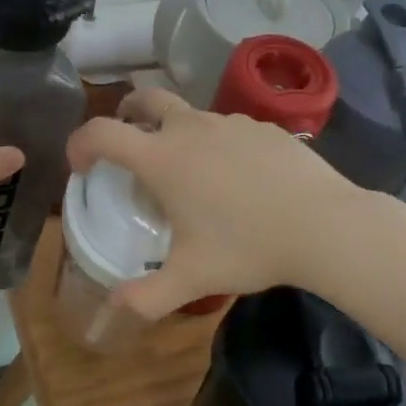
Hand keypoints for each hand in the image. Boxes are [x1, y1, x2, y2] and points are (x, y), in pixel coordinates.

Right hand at [66, 89, 362, 319]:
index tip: (81, 166)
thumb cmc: (248, 247)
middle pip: (144, 99)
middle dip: (126, 114)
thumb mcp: (192, 279)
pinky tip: (237, 178)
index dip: (80, 143)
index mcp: (162, 157)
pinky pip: (226, 128)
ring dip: (174, 132)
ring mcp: (229, 122)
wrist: (325, 225)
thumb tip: (113, 306)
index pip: (101, 132)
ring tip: (190, 174)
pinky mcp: (263, 126)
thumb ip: (146, 297)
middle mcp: (190, 128)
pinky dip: (216, 143)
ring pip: (188, 114)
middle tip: (128, 141)